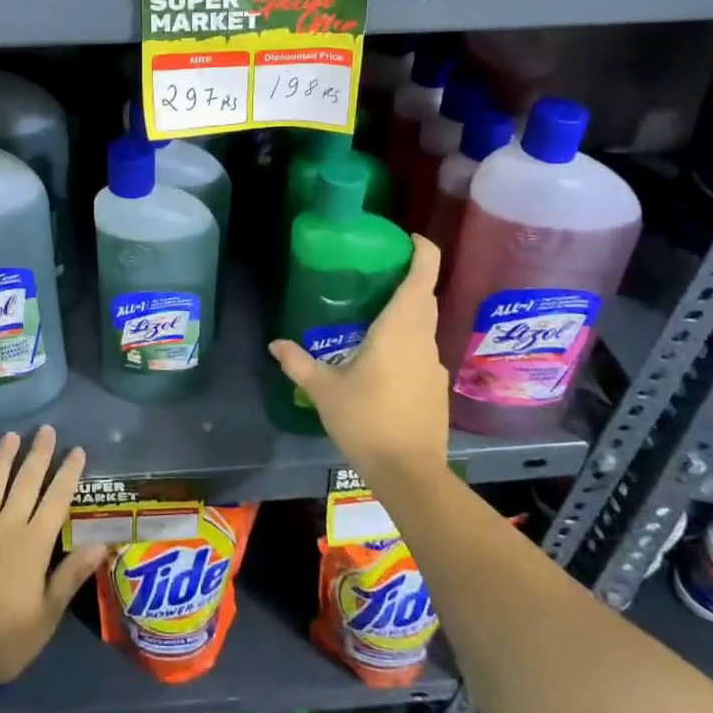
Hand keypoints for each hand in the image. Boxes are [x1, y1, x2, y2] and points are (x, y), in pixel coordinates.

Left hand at [0, 426, 108, 688]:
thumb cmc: (2, 640)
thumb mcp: (46, 616)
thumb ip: (70, 576)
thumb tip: (101, 543)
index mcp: (33, 545)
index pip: (56, 500)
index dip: (68, 474)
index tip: (76, 450)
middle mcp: (6, 527)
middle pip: (25, 483)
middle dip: (38, 455)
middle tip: (45, 429)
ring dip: (3, 459)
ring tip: (10, 435)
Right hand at [269, 233, 448, 489]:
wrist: (409, 474)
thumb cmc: (366, 421)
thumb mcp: (324, 390)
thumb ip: (299, 363)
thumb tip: (275, 344)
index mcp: (399, 330)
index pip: (421, 279)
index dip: (424, 253)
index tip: (411, 238)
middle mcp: (422, 341)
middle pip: (425, 298)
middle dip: (412, 279)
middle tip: (381, 272)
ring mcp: (434, 366)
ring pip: (425, 326)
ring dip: (408, 312)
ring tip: (375, 316)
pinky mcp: (436, 388)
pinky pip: (423, 351)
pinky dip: (408, 342)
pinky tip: (383, 360)